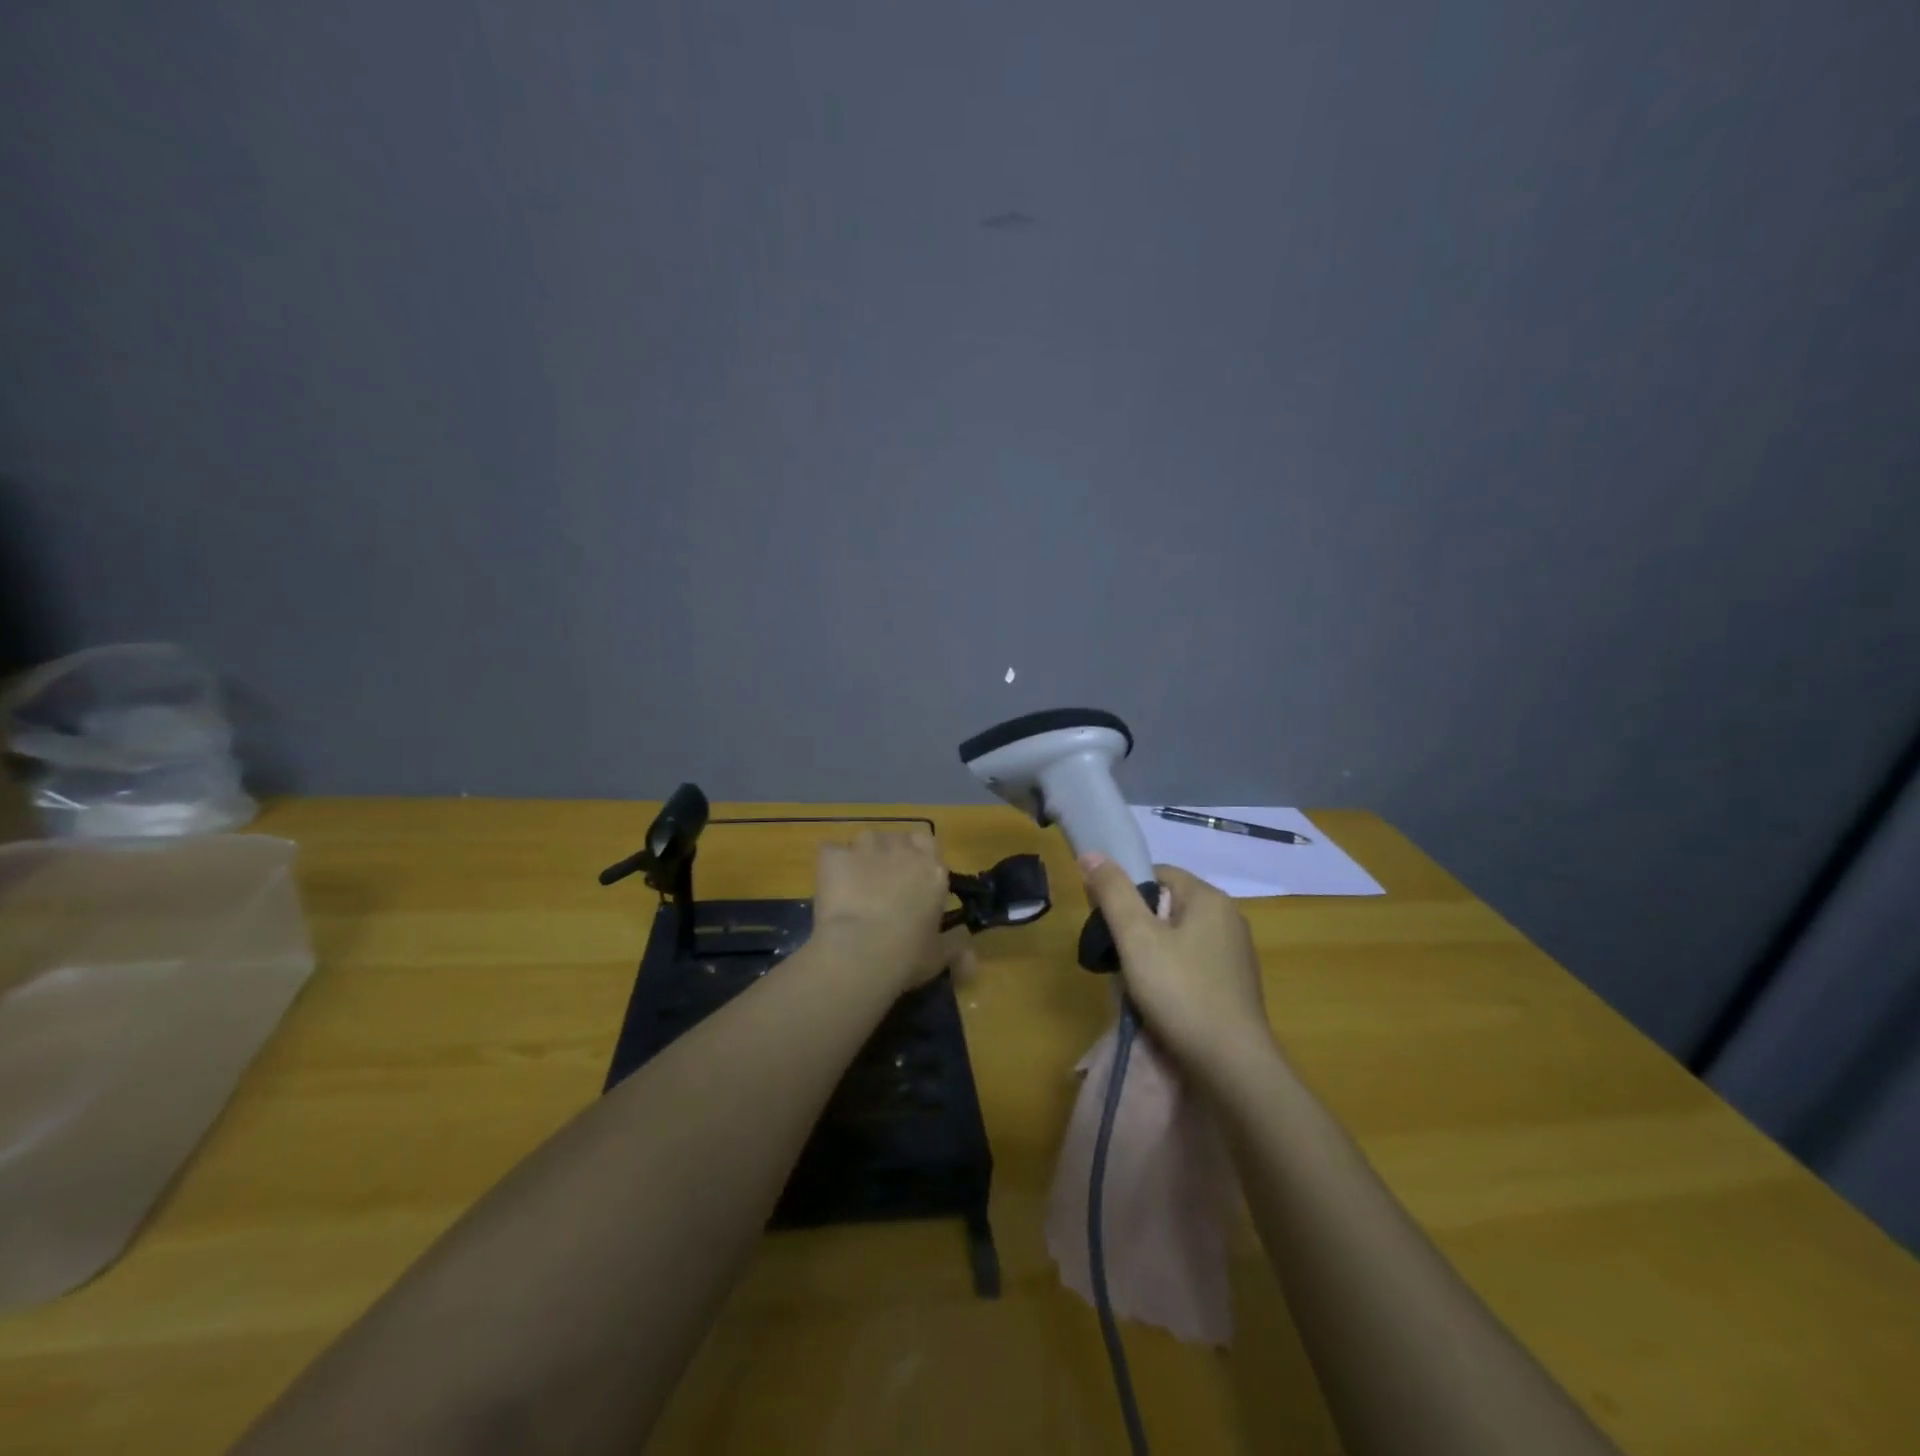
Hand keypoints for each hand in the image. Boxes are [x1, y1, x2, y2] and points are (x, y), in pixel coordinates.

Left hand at [813, 829, 973, 996]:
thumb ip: (956, 947)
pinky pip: (831, 852)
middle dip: (889, 854)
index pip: (928, 842)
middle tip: (882, 882)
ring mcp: (866, 848)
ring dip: (862, 855)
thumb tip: (970, 957)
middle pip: (896, 838)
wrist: (859, 953)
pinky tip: (829, 886)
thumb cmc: (907, 955)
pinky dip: (831, 864)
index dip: (917, 856)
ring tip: (853, 883)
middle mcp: (902, 849)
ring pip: (865, 839)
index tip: (910, 877)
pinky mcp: (834, 855)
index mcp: (932, 870)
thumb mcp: (940, 956)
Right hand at [1079, 855, 1276, 1082]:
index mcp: (1209, 897)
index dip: (1125, 891)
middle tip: (1117, 954)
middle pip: (1168, 904)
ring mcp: (1236, 953)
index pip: (1157, 873)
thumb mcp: (1136, 937)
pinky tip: (1161, 999)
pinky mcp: (1236, 984)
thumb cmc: (1180, 991)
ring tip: (1134, 981)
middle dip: (1137, 924)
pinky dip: (1173, 973)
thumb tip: (1091, 853)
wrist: (1232, 1065)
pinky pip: (1194, 963)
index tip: (1106, 920)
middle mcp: (1229, 917)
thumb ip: (1112, 892)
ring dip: (1153, 951)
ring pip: (1179, 936)